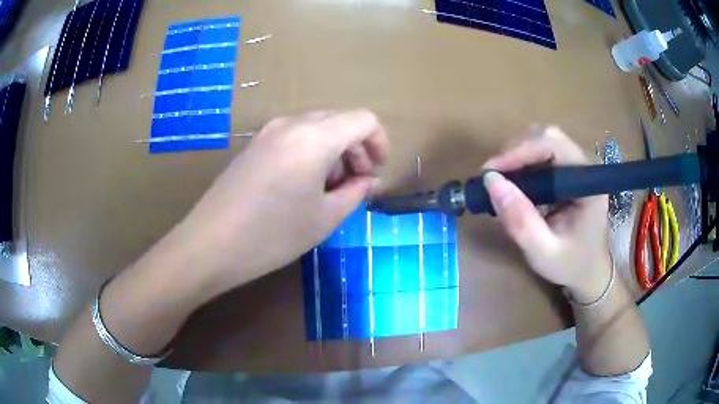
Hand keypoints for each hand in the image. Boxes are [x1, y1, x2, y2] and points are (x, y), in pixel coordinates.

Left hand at [178, 110, 388, 288]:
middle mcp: (292, 123)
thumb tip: (367, 179)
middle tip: (355, 184)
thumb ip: (355, 192)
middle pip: (339, 121)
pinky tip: (302, 185)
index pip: (363, 120)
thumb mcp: (325, 218)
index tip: (376, 172)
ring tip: (329, 189)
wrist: (210, 244)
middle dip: (356, 149)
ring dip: (333, 151)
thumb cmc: (273, 234)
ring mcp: (268, 132)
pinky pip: (293, 137)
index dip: (379, 143)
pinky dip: (310, 152)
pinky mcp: (254, 145)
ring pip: (316, 128)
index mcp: (315, 136)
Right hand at [482, 126, 611, 303]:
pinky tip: (514, 186)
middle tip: (492, 179)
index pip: (553, 146)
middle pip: (546, 138)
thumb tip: (491, 182)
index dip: (520, 152)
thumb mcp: (543, 251)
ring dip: (516, 158)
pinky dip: (522, 166)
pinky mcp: (568, 172)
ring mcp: (577, 167)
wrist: (588, 271)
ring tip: (501, 184)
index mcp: (588, 183)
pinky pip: (541, 156)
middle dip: (515, 153)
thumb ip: (520, 220)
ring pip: (541, 142)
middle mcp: (584, 166)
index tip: (490, 173)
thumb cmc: (570, 265)